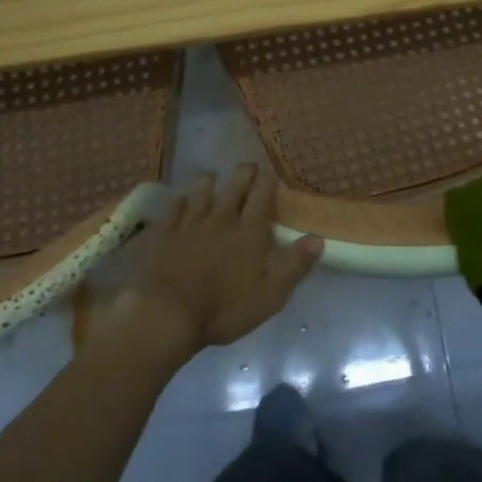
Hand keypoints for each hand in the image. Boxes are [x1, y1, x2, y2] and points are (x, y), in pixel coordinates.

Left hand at [114, 164, 322, 360]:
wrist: (167, 315)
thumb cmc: (224, 309)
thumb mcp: (270, 295)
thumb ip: (294, 265)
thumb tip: (318, 238)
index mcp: (249, 232)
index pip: (262, 196)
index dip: (268, 181)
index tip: (270, 172)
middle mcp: (221, 219)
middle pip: (234, 187)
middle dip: (243, 174)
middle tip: (247, 166)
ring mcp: (189, 223)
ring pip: (201, 192)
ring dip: (208, 182)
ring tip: (211, 175)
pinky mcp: (163, 233)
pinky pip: (173, 208)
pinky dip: (179, 201)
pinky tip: (179, 200)